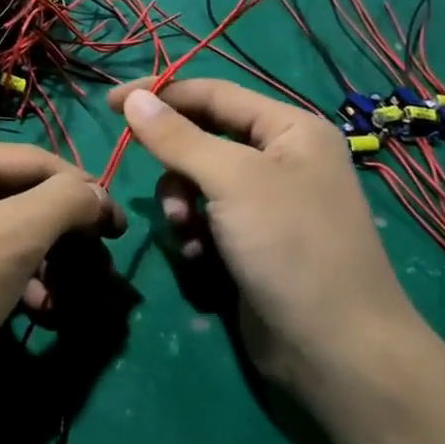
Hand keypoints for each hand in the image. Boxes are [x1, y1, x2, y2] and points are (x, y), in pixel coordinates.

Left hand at [0, 137, 124, 421]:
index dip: (86, 193)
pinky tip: (39, 312)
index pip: (38, 162)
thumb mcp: (11, 239)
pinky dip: (16, 281)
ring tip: (72, 298)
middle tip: (100, 270)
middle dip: (64, 236)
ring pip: (7, 232)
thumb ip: (63, 204)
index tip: (121, 232)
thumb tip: (98, 194)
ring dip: (45, 264)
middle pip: (22, 197)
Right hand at [107, 79, 426, 404]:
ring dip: (182, 206)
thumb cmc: (290, 247)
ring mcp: (268, 204)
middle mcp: (281, 159)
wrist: (335, 350)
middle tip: (169, 197)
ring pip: (198, 183)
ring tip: (188, 233)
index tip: (109, 104)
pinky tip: (202, 259)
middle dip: (177, 167)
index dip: (160, 94)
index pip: (212, 93)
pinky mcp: (254, 242)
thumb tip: (132, 99)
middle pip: (203, 140)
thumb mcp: (231, 181)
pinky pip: (207, 220)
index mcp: (289, 129)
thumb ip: (178, 137)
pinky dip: (196, 235)